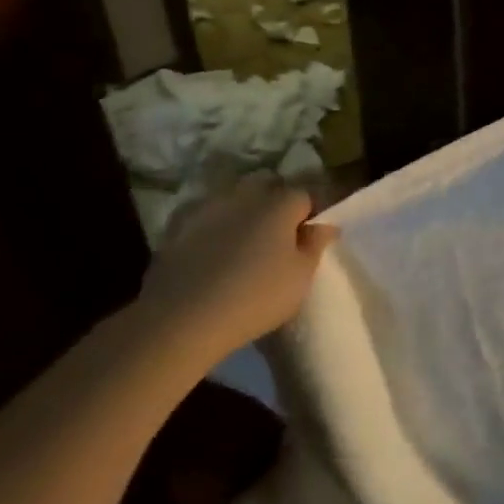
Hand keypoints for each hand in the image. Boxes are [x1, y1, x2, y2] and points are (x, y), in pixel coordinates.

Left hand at [136, 174, 335, 357]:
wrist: (182, 318)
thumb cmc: (256, 297)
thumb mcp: (300, 278)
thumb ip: (315, 246)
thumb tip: (325, 225)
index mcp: (280, 204)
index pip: (304, 195)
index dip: (309, 213)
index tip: (308, 235)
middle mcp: (245, 195)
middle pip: (267, 185)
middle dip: (275, 201)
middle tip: (277, 234)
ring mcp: (209, 206)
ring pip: (233, 196)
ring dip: (242, 209)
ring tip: (243, 241)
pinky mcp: (178, 225)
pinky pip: (204, 215)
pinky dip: (212, 224)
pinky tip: (211, 248)